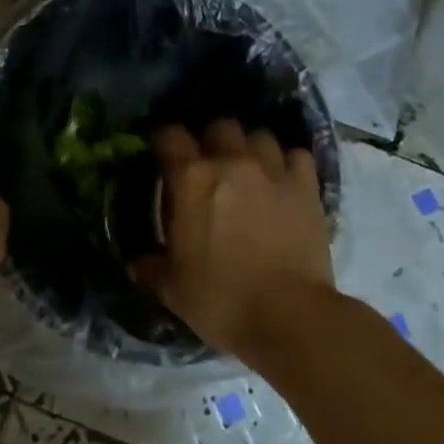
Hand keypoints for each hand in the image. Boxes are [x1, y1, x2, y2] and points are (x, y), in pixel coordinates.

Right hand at [134, 119, 332, 356]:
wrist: (290, 318)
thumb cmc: (221, 300)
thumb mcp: (173, 288)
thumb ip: (152, 267)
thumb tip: (137, 263)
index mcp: (191, 179)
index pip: (169, 135)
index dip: (163, 142)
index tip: (162, 157)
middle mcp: (231, 163)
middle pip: (219, 126)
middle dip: (211, 140)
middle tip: (208, 166)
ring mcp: (274, 171)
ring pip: (259, 135)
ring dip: (250, 148)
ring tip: (248, 170)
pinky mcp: (307, 187)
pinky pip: (296, 155)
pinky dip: (287, 162)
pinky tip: (282, 181)